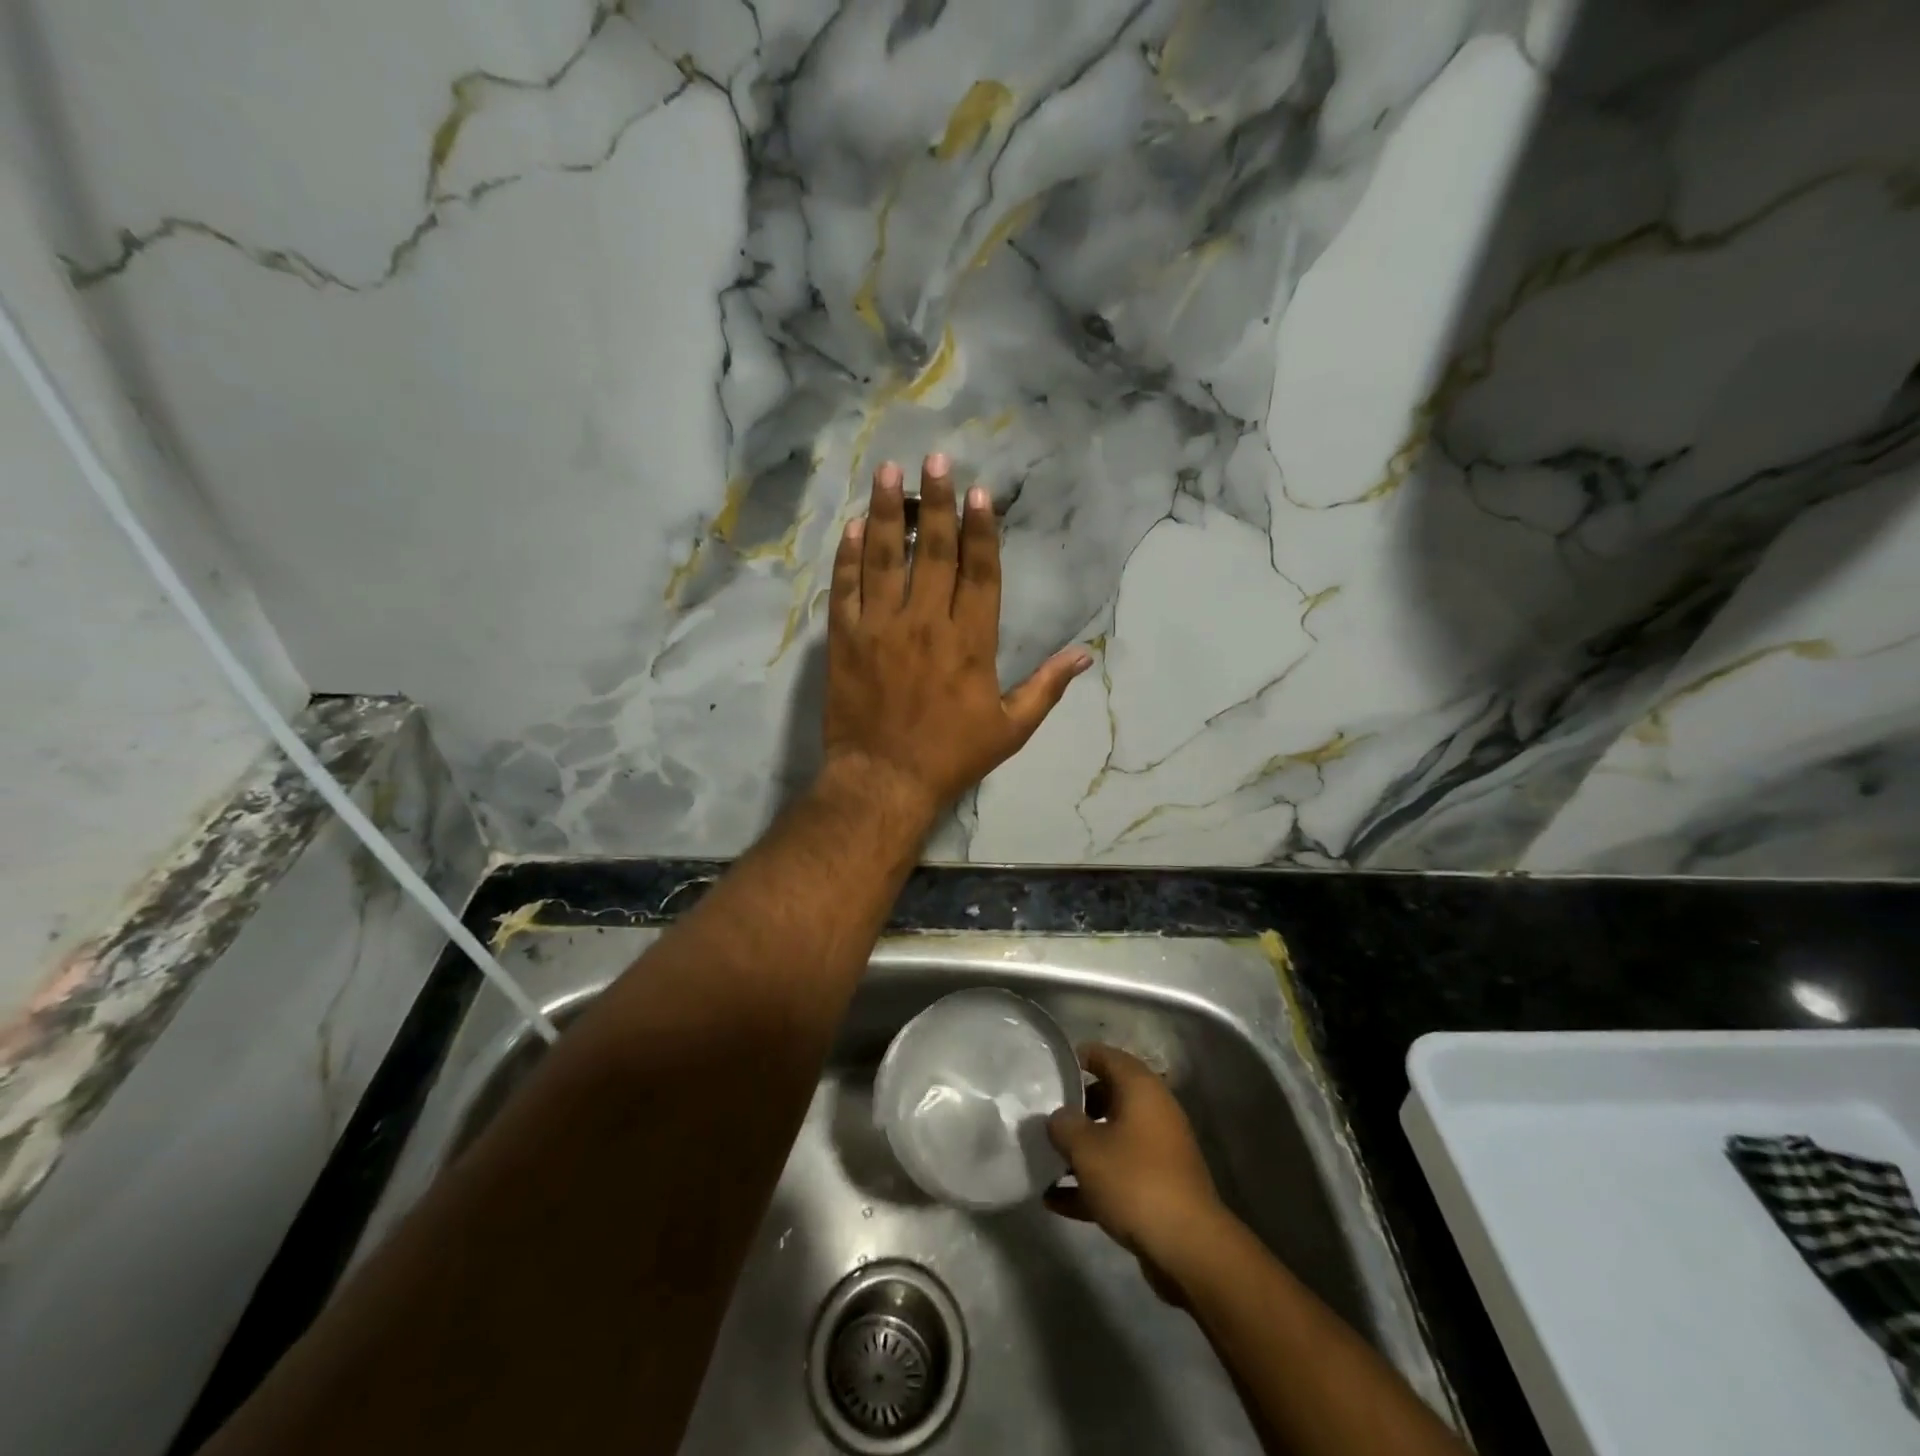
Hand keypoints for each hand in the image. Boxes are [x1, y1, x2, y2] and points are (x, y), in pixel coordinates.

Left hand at [823, 454, 1091, 819]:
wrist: (884, 780)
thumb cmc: (951, 756)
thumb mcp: (1011, 729)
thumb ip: (1047, 687)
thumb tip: (1085, 654)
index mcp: (971, 641)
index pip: (980, 571)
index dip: (982, 529)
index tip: (980, 491)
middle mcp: (926, 622)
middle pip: (935, 551)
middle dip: (938, 501)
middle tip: (936, 459)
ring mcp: (881, 627)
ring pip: (885, 557)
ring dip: (889, 512)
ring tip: (889, 473)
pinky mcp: (845, 640)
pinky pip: (845, 588)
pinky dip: (849, 557)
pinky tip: (854, 528)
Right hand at [1046, 1044, 1223, 1298]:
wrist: (1188, 1248)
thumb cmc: (1134, 1180)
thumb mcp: (1086, 1149)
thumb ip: (1064, 1125)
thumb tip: (1058, 1117)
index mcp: (1140, 1089)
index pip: (1105, 1056)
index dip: (1077, 1058)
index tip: (1050, 1068)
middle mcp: (1153, 1112)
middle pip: (1108, 1097)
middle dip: (1076, 1108)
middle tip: (1045, 1117)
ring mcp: (1158, 1151)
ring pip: (1112, 1138)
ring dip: (1081, 1150)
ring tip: (1044, 1159)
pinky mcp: (1158, 1187)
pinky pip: (1118, 1174)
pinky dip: (1091, 1182)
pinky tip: (1055, 1201)